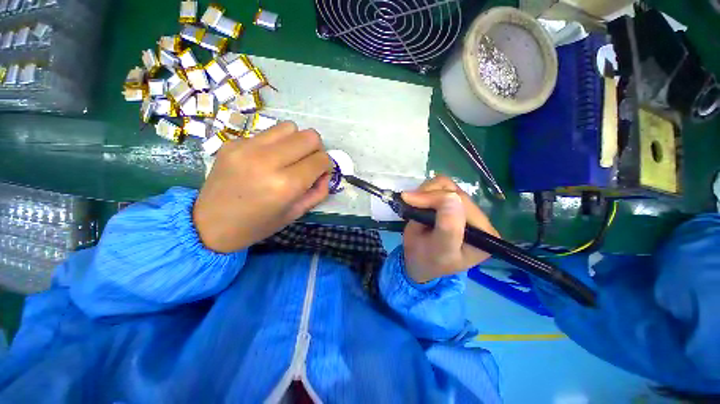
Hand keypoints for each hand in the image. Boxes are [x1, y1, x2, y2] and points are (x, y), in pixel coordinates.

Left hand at [193, 121, 331, 252]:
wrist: (209, 225)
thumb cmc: (258, 225)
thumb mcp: (296, 213)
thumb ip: (318, 191)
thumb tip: (325, 172)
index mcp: (285, 185)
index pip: (321, 159)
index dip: (326, 165)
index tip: (320, 173)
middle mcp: (267, 161)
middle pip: (309, 136)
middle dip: (316, 149)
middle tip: (308, 163)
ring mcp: (247, 148)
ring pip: (290, 127)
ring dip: (297, 141)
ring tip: (288, 158)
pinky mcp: (233, 142)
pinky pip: (268, 133)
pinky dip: (276, 143)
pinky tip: (266, 159)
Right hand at [401, 175, 498, 283]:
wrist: (418, 261)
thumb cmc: (428, 261)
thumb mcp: (439, 250)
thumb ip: (448, 228)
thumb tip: (451, 196)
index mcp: (484, 234)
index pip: (463, 204)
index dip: (435, 198)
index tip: (409, 200)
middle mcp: (479, 218)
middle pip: (454, 192)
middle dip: (427, 195)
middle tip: (408, 201)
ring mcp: (464, 207)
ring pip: (447, 184)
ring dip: (426, 192)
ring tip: (414, 205)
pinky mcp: (453, 201)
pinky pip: (440, 185)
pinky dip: (426, 190)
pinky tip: (420, 203)